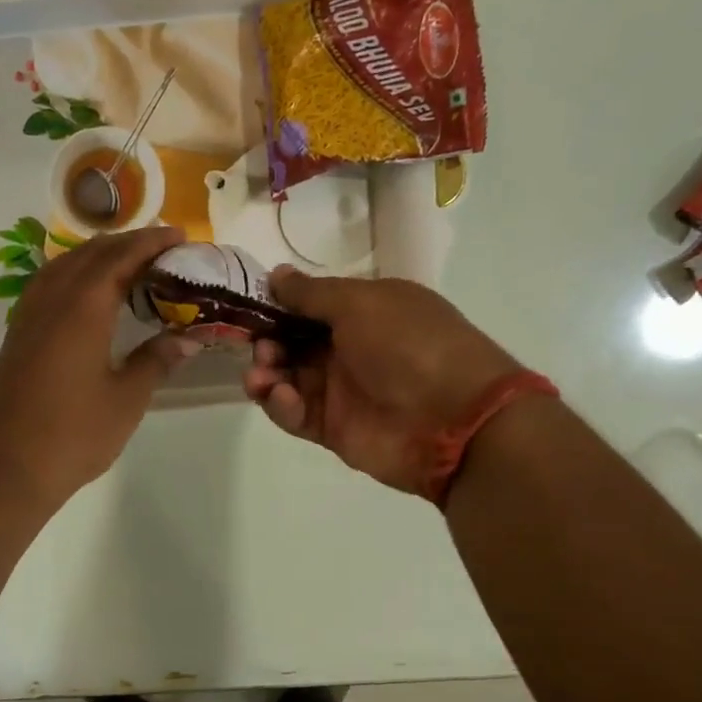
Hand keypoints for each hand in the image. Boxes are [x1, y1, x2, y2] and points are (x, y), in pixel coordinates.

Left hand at [0, 226, 198, 511]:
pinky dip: (75, 274)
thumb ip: (156, 360)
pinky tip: (88, 293)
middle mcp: (52, 299)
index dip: (152, 242)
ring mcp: (28, 315)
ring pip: (65, 264)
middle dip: (128, 243)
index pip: (121, 257)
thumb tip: (187, 338)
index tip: (180, 236)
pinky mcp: (17, 334)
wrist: (6, 469)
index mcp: (82, 308)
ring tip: (130, 264)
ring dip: (99, 255)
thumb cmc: (74, 436)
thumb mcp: (126, 399)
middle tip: (163, 249)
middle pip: (91, 253)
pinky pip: (48, 283)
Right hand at [244, 268, 521, 496]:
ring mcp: (341, 390)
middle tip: (260, 347)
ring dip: (267, 373)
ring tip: (261, 375)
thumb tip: (276, 274)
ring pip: (287, 378)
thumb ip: (312, 293)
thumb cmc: (408, 345)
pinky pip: (295, 413)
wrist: (452, 419)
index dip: (279, 305)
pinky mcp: (333, 428)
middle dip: (267, 342)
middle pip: (292, 342)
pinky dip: (281, 404)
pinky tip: (282, 397)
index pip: (310, 305)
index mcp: (364, 311)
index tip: (249, 306)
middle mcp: (350, 348)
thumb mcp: (361, 303)